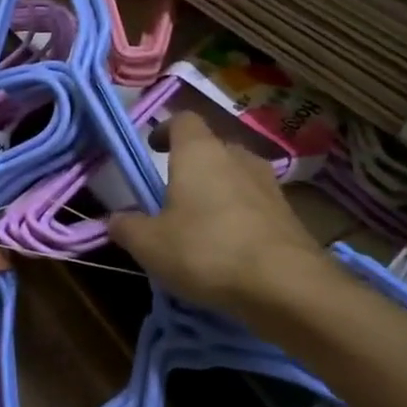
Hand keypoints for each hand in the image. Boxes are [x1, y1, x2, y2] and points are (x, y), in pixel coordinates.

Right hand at [109, 112, 336, 320]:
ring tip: (201, 222)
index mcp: (200, 153)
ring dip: (218, 191)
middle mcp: (237, 158)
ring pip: (236, 176)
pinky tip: (230, 247)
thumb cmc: (206, 250)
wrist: (287, 286)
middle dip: (192, 164)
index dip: (165, 129)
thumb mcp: (150, 244)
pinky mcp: (290, 215)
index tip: (152, 147)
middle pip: (211, 148)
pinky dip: (240, 216)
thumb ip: (127, 227)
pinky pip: (256, 205)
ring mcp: (269, 185)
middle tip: (173, 191)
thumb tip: (116, 219)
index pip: (183, 120)